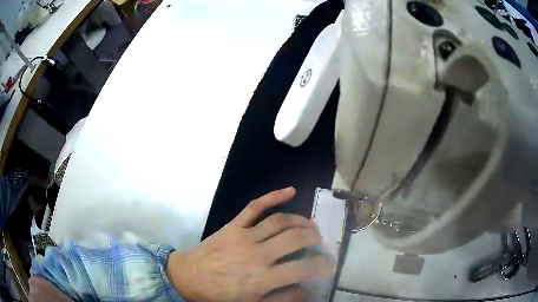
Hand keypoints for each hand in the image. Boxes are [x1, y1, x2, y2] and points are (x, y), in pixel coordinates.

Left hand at [167, 187, 332, 300]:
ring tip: (311, 225)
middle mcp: (258, 255)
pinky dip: (273, 196)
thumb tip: (308, 290)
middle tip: (320, 241)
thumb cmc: (220, 295)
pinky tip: (289, 190)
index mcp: (263, 278)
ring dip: (300, 221)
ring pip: (280, 221)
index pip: (302, 268)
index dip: (321, 266)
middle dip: (313, 238)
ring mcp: (245, 236)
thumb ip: (282, 298)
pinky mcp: (233, 225)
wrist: (189, 277)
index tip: (329, 264)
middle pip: (295, 239)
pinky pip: (254, 207)